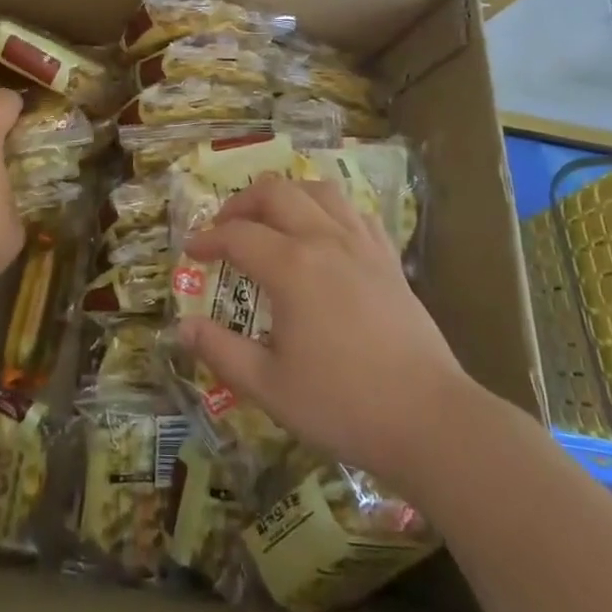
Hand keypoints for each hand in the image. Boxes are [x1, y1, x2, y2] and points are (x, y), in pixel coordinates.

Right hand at [176, 176, 471, 490]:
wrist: (429, 420)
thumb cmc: (342, 404)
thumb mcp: (268, 386)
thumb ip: (221, 351)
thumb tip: (182, 327)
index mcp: (291, 267)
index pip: (237, 235)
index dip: (207, 240)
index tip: (190, 252)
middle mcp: (324, 240)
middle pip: (276, 193)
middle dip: (242, 203)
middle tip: (224, 227)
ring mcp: (362, 245)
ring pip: (319, 191)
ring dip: (287, 195)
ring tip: (271, 218)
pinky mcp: (389, 259)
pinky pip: (356, 213)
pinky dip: (330, 210)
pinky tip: (325, 232)